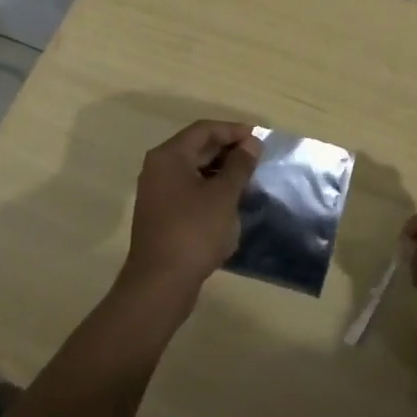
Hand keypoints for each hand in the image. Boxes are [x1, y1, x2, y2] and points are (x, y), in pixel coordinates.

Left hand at [119, 120, 260, 303]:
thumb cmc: (194, 232)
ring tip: (248, 180)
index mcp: (170, 156)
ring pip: (194, 170)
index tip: (259, 139)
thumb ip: (239, 165)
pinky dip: (210, 190)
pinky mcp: (161, 215)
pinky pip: (189, 190)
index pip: (204, 130)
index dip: (233, 130)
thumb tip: (251, 144)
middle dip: (228, 150)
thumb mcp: (223, 196)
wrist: (160, 285)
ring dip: (221, 171)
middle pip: (197, 147)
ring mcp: (157, 192)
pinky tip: (230, 203)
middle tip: (257, 159)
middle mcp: (159, 168)